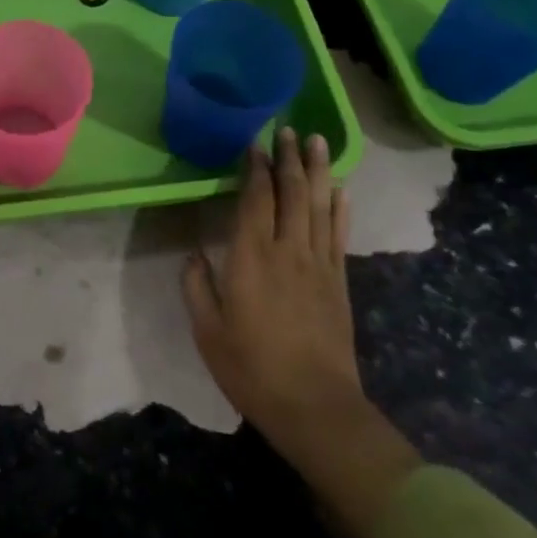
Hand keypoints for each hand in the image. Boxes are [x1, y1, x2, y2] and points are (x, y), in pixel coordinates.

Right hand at [183, 128, 362, 441]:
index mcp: (252, 257)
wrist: (316, 408)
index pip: (256, 199)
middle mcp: (288, 251)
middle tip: (289, 129)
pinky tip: (342, 190)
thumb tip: (194, 255)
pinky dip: (341, 209)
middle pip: (293, 193)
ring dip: (319, 172)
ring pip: (320, 206)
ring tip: (319, 142)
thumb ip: (197, 287)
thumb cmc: (253, 368)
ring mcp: (319, 265)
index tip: (254, 143)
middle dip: (290, 158)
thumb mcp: (208, 331)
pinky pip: (339, 236)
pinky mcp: (339, 283)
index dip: (256, 168)